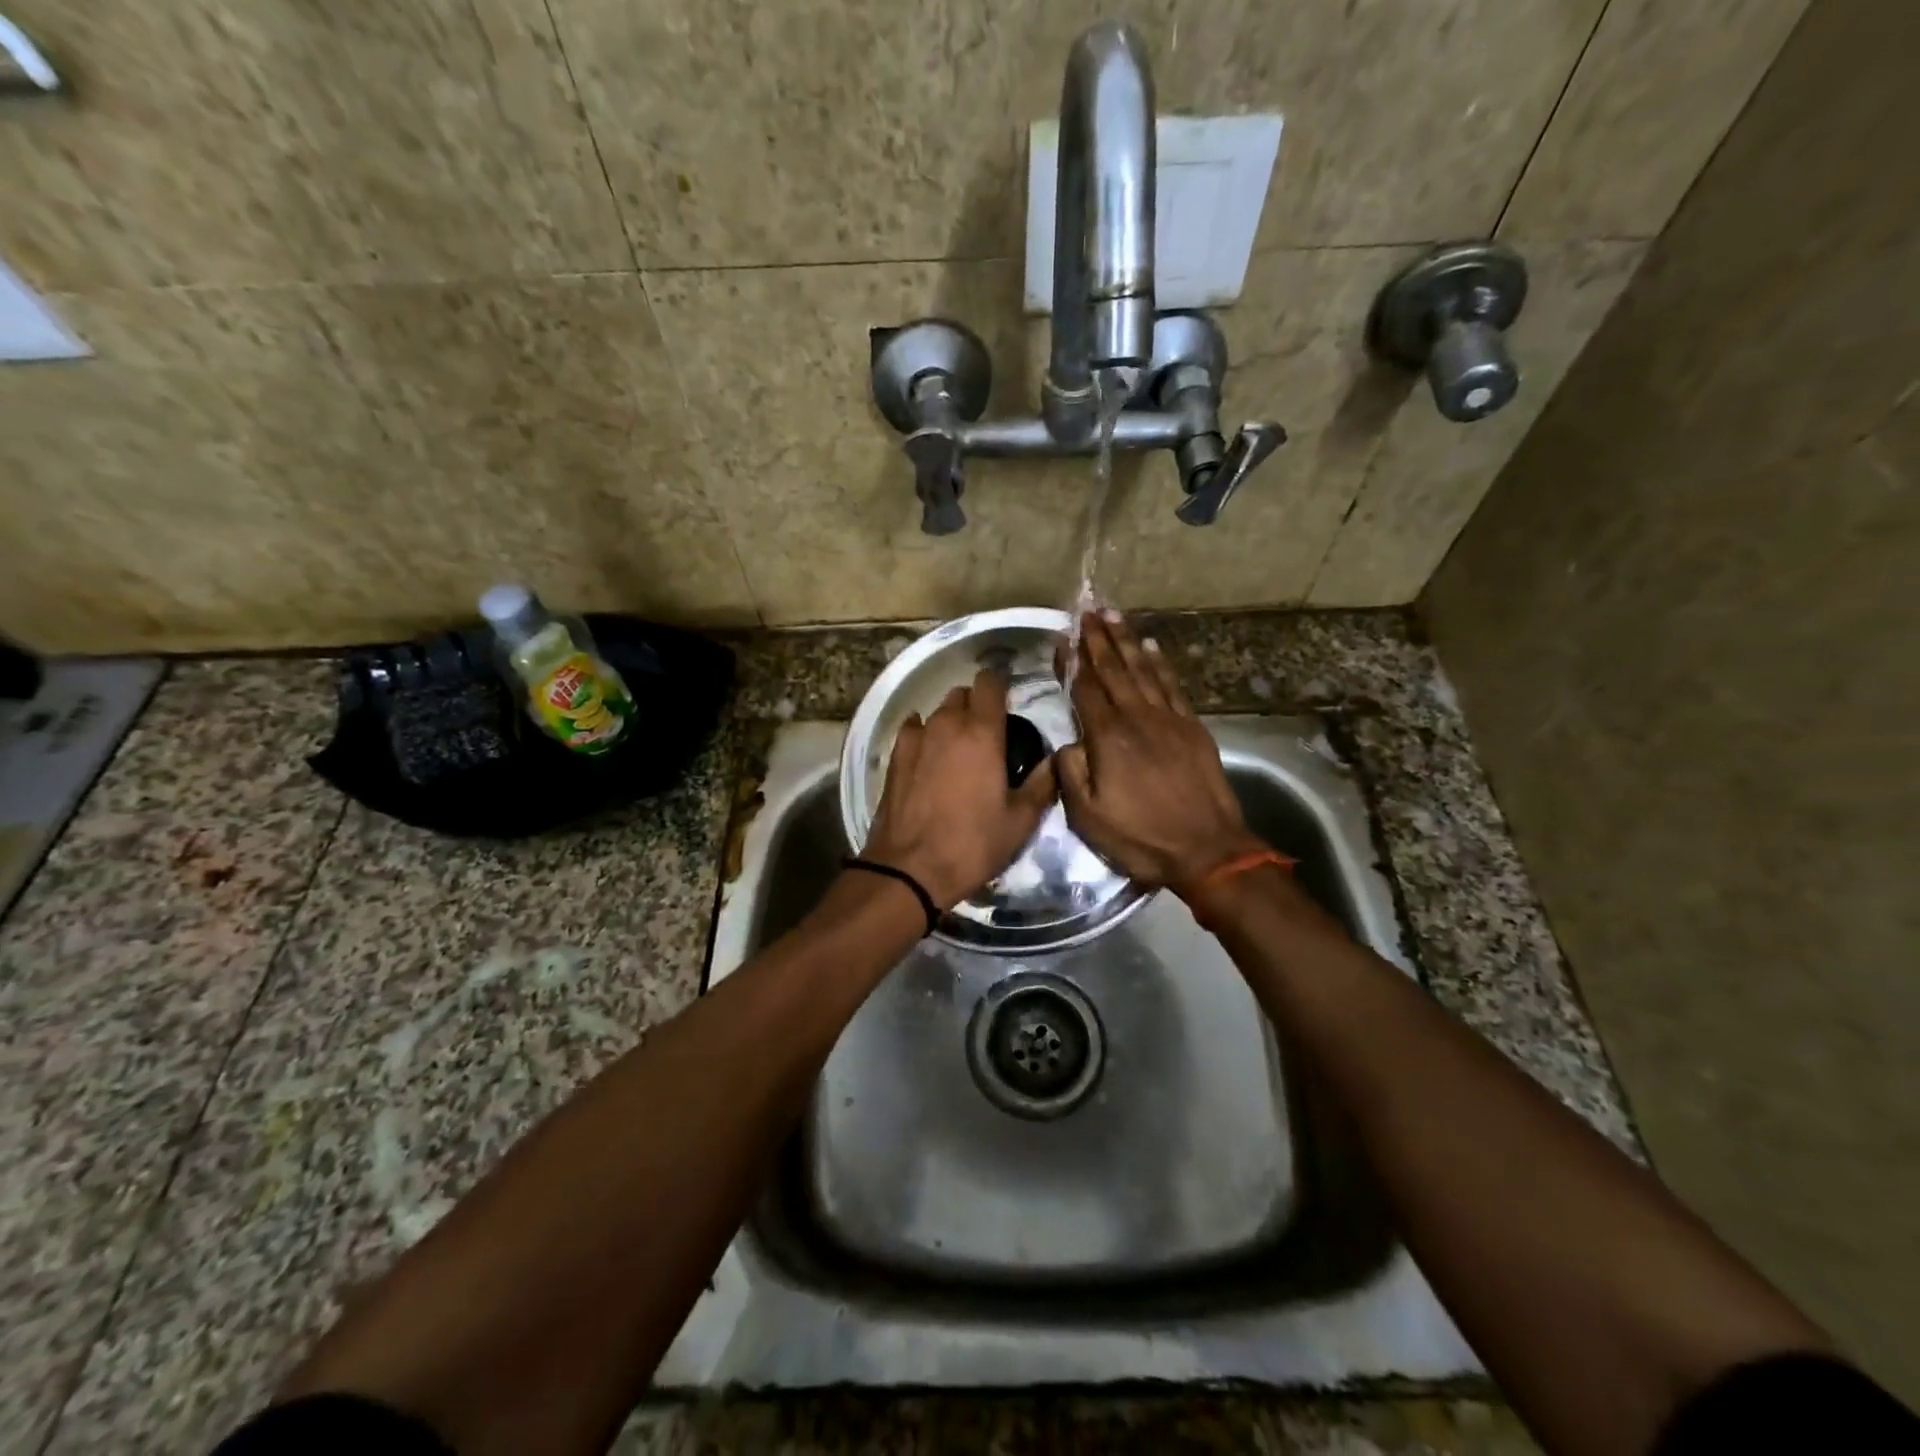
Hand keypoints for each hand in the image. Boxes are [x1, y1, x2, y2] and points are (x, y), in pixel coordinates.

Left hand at [861, 668, 1058, 909]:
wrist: (910, 869)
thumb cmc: (973, 844)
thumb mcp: (1020, 821)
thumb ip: (1042, 783)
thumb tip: (1056, 760)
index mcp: (982, 733)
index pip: (990, 683)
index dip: (1001, 688)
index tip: (1009, 706)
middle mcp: (947, 724)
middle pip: (962, 694)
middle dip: (976, 705)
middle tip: (988, 736)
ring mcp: (916, 738)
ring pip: (936, 711)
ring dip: (950, 721)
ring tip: (959, 751)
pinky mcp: (894, 756)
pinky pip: (913, 729)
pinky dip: (924, 734)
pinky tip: (929, 756)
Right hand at [1055, 611, 1263, 890]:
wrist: (1207, 850)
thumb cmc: (1141, 837)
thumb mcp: (1088, 817)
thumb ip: (1071, 773)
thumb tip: (1067, 743)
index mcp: (1108, 738)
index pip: (1084, 689)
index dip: (1072, 662)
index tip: (1063, 637)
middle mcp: (1137, 718)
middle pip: (1113, 670)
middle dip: (1097, 639)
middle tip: (1086, 611)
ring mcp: (1168, 720)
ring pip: (1143, 671)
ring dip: (1126, 641)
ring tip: (1113, 616)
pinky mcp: (1192, 728)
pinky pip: (1172, 686)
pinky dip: (1161, 664)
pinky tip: (1152, 647)